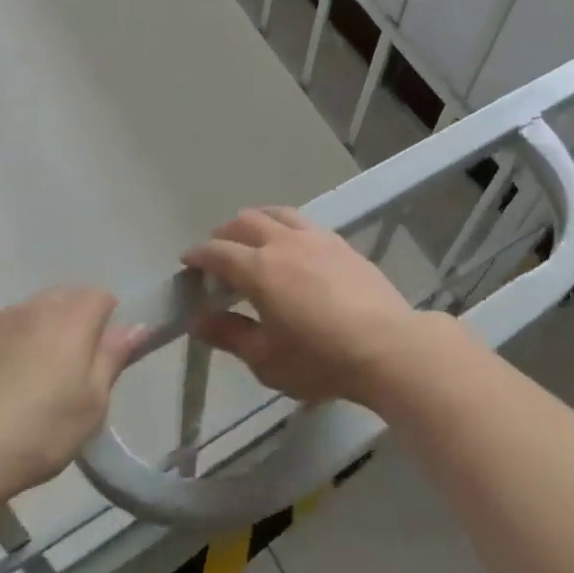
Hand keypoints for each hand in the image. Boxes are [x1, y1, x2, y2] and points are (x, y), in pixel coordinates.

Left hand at [0, 288, 141, 523]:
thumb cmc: (35, 434)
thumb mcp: (90, 407)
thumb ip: (113, 359)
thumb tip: (134, 326)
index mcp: (71, 319)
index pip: (101, 296)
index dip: (107, 322)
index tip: (101, 358)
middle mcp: (33, 309)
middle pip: (64, 298)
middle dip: (72, 323)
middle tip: (69, 370)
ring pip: (27, 315)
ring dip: (36, 335)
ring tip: (30, 381)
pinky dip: (2, 352)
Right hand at [182, 208, 452, 409]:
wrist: (386, 344)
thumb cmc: (320, 358)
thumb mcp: (266, 359)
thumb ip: (229, 335)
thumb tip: (197, 319)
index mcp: (259, 269)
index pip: (218, 252)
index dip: (199, 255)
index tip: (187, 262)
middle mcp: (283, 242)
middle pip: (246, 222)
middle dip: (225, 234)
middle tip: (217, 252)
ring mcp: (315, 237)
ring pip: (276, 213)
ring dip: (256, 221)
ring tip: (252, 237)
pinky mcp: (339, 242)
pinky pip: (303, 222)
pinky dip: (285, 225)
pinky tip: (292, 244)